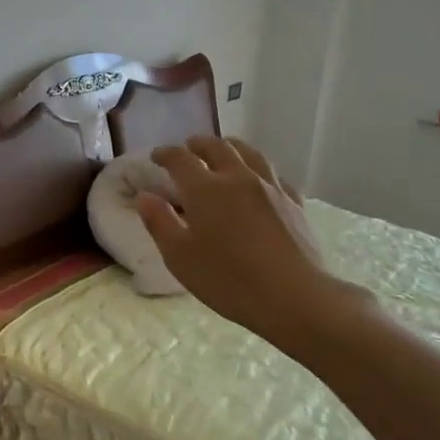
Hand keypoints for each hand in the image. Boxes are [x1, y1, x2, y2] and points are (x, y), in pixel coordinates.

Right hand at [136, 136, 361, 342]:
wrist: (294, 296)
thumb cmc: (228, 280)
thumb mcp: (180, 257)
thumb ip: (159, 223)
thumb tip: (146, 196)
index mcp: (205, 189)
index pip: (180, 159)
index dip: (165, 154)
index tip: (156, 156)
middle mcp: (238, 177)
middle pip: (217, 147)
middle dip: (198, 144)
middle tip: (188, 149)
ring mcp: (270, 187)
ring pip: (249, 153)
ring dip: (229, 147)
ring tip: (222, 152)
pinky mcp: (293, 202)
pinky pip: (272, 174)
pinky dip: (257, 170)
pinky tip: (258, 180)